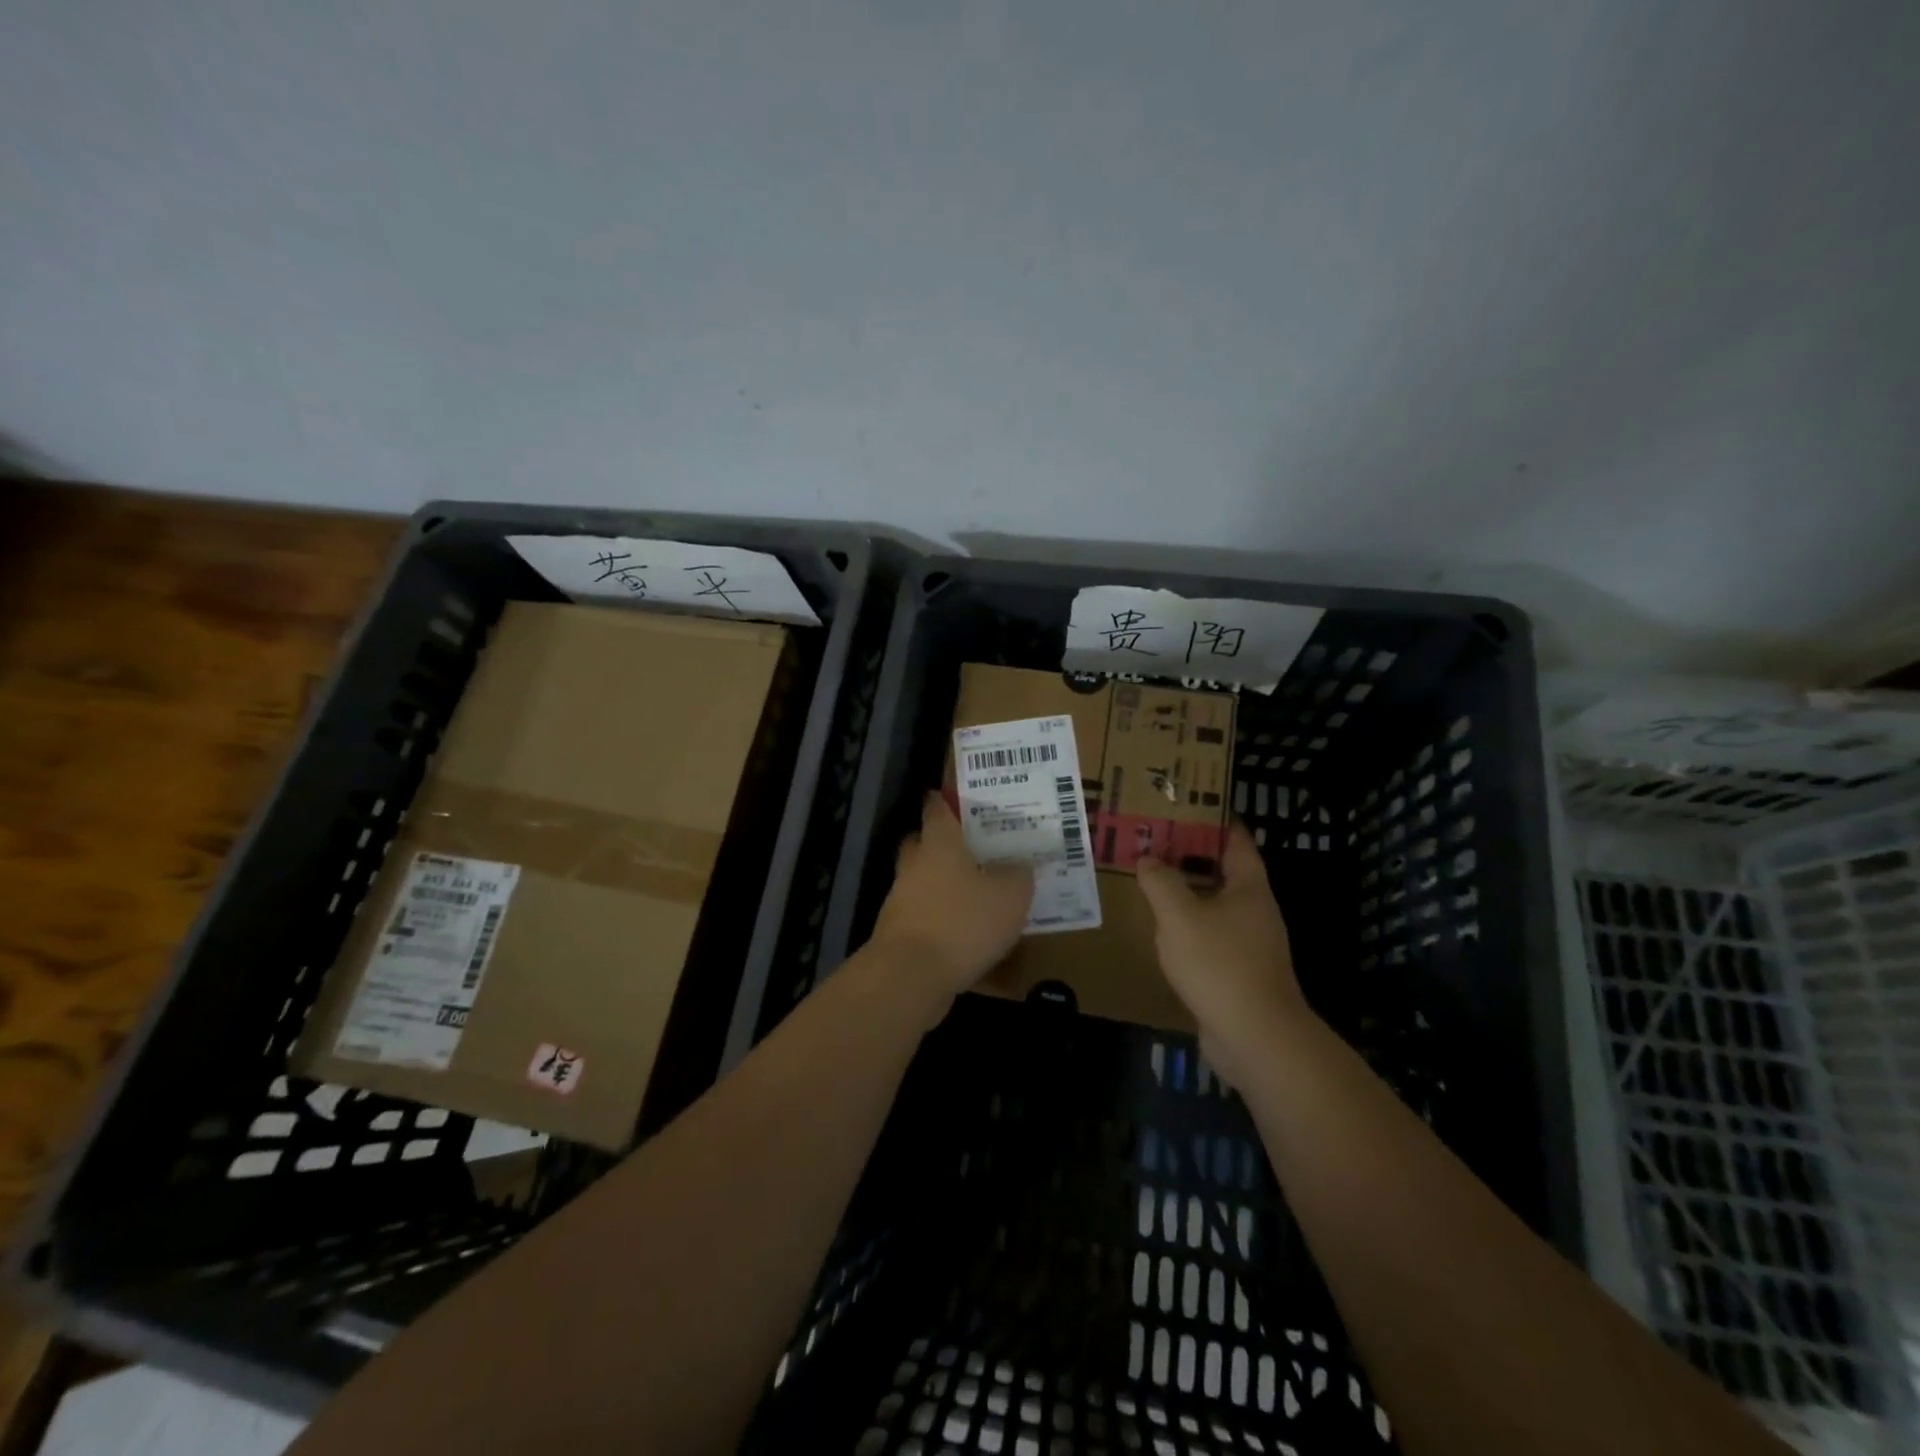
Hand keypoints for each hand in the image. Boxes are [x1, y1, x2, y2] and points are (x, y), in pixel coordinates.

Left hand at [870, 793, 1033, 1000]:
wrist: (911, 976)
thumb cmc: (963, 921)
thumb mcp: (1011, 895)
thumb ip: (1019, 874)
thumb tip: (1021, 864)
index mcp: (939, 843)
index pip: (937, 808)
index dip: (947, 800)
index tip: (960, 797)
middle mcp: (915, 864)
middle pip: (923, 843)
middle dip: (943, 843)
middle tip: (974, 847)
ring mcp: (902, 900)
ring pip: (923, 881)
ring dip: (944, 884)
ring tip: (978, 893)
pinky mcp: (899, 933)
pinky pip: (925, 915)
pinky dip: (942, 918)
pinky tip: (967, 932)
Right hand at [1135, 823, 1307, 1085]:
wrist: (1255, 1037)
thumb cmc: (1219, 963)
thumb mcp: (1179, 915)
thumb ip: (1161, 881)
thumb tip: (1149, 858)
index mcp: (1249, 886)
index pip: (1235, 839)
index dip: (1213, 819)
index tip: (1183, 806)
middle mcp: (1255, 910)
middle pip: (1224, 871)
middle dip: (1191, 855)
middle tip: (1154, 842)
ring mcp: (1251, 943)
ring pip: (1216, 905)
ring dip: (1188, 893)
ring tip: (1151, 881)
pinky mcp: (1240, 972)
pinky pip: (1211, 936)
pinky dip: (1189, 926)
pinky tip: (1162, 930)